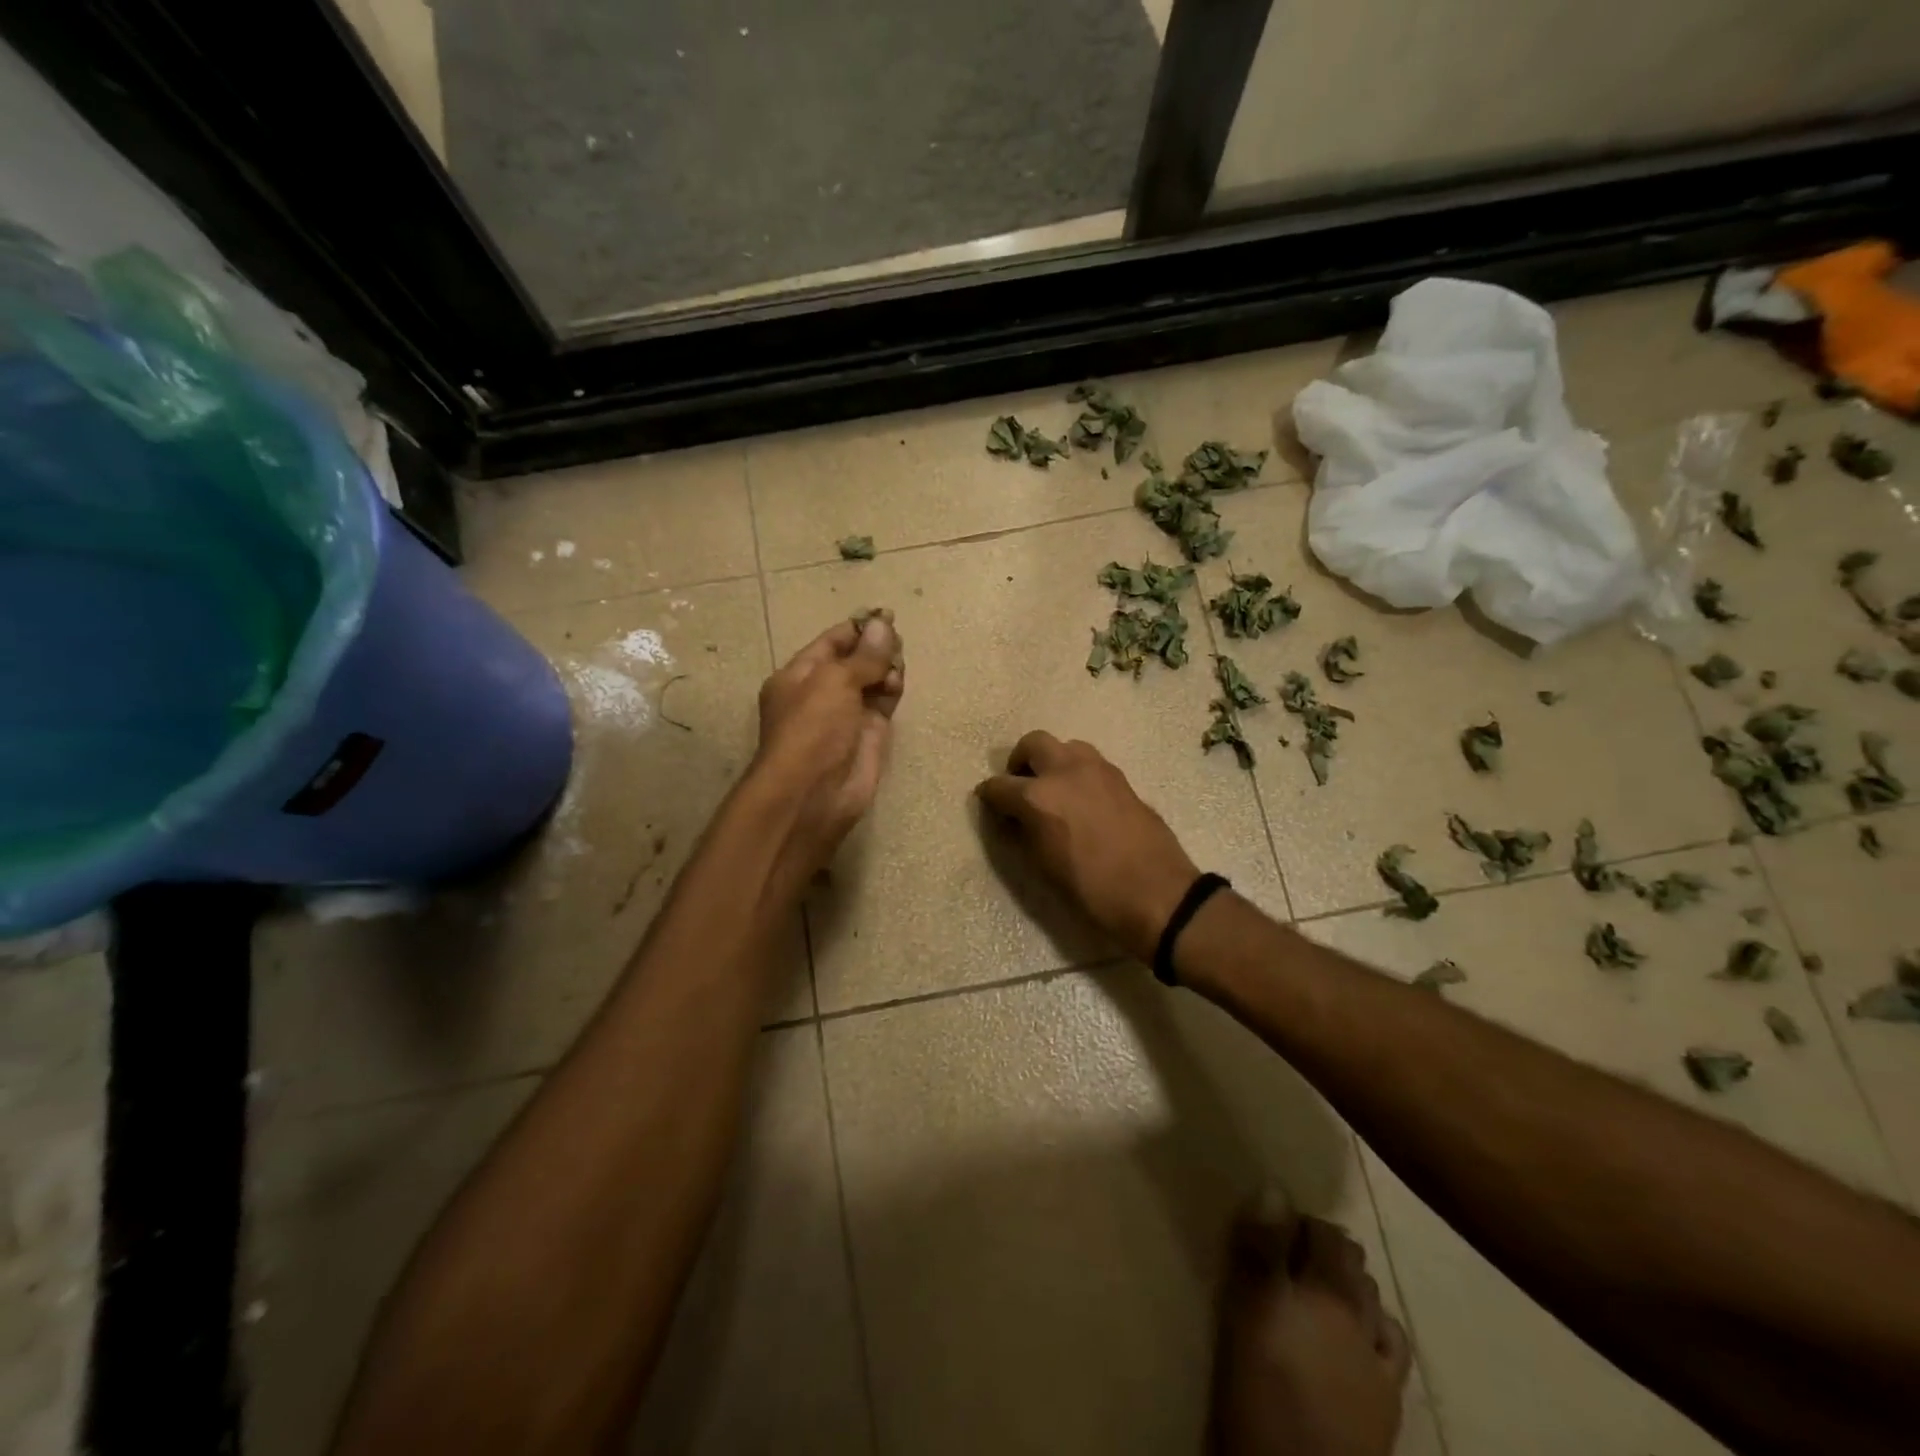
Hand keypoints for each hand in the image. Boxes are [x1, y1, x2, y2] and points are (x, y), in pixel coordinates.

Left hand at [750, 612, 904, 882]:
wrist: (814, 794)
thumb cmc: (812, 729)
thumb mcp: (834, 682)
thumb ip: (863, 656)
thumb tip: (883, 625)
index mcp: (799, 676)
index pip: (832, 642)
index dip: (858, 628)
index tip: (886, 615)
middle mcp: (822, 693)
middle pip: (855, 660)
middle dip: (876, 648)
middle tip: (896, 640)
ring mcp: (847, 715)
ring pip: (873, 680)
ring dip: (886, 668)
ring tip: (896, 666)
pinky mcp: (869, 734)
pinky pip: (884, 703)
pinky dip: (892, 689)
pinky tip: (897, 683)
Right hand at [977, 732, 1199, 962]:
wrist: (1156, 893)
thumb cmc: (1091, 889)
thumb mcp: (1044, 866)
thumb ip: (1023, 832)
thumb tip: (1014, 817)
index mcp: (1038, 796)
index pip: (999, 786)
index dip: (989, 796)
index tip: (988, 804)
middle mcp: (1066, 771)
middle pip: (1033, 743)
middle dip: (1020, 761)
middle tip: (1020, 786)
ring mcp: (1098, 770)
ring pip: (1066, 747)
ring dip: (1054, 761)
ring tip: (1054, 790)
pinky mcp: (1123, 779)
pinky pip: (1091, 763)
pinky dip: (1079, 773)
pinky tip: (1082, 800)